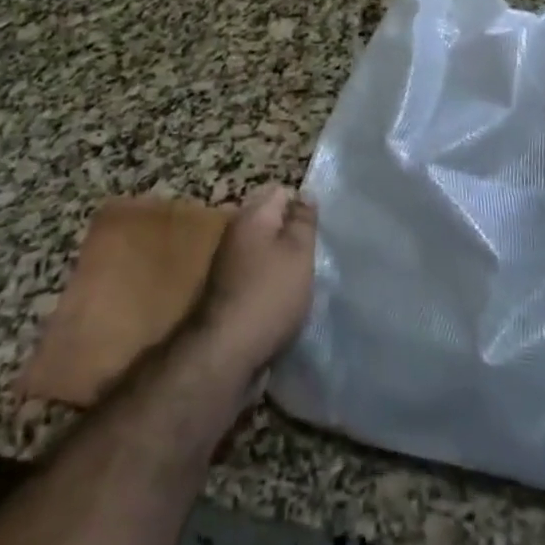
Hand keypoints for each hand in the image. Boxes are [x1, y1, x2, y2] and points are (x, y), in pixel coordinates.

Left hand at [190, 184, 317, 377]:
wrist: (224, 353)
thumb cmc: (269, 294)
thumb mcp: (298, 252)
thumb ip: (303, 221)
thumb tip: (305, 194)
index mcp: (251, 216)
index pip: (281, 191)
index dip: (303, 206)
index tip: (320, 228)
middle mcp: (235, 233)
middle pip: (271, 221)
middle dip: (293, 234)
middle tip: (315, 252)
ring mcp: (228, 263)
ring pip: (264, 249)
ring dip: (283, 260)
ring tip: (305, 278)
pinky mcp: (228, 291)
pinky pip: (257, 274)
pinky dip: (271, 282)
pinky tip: (286, 299)